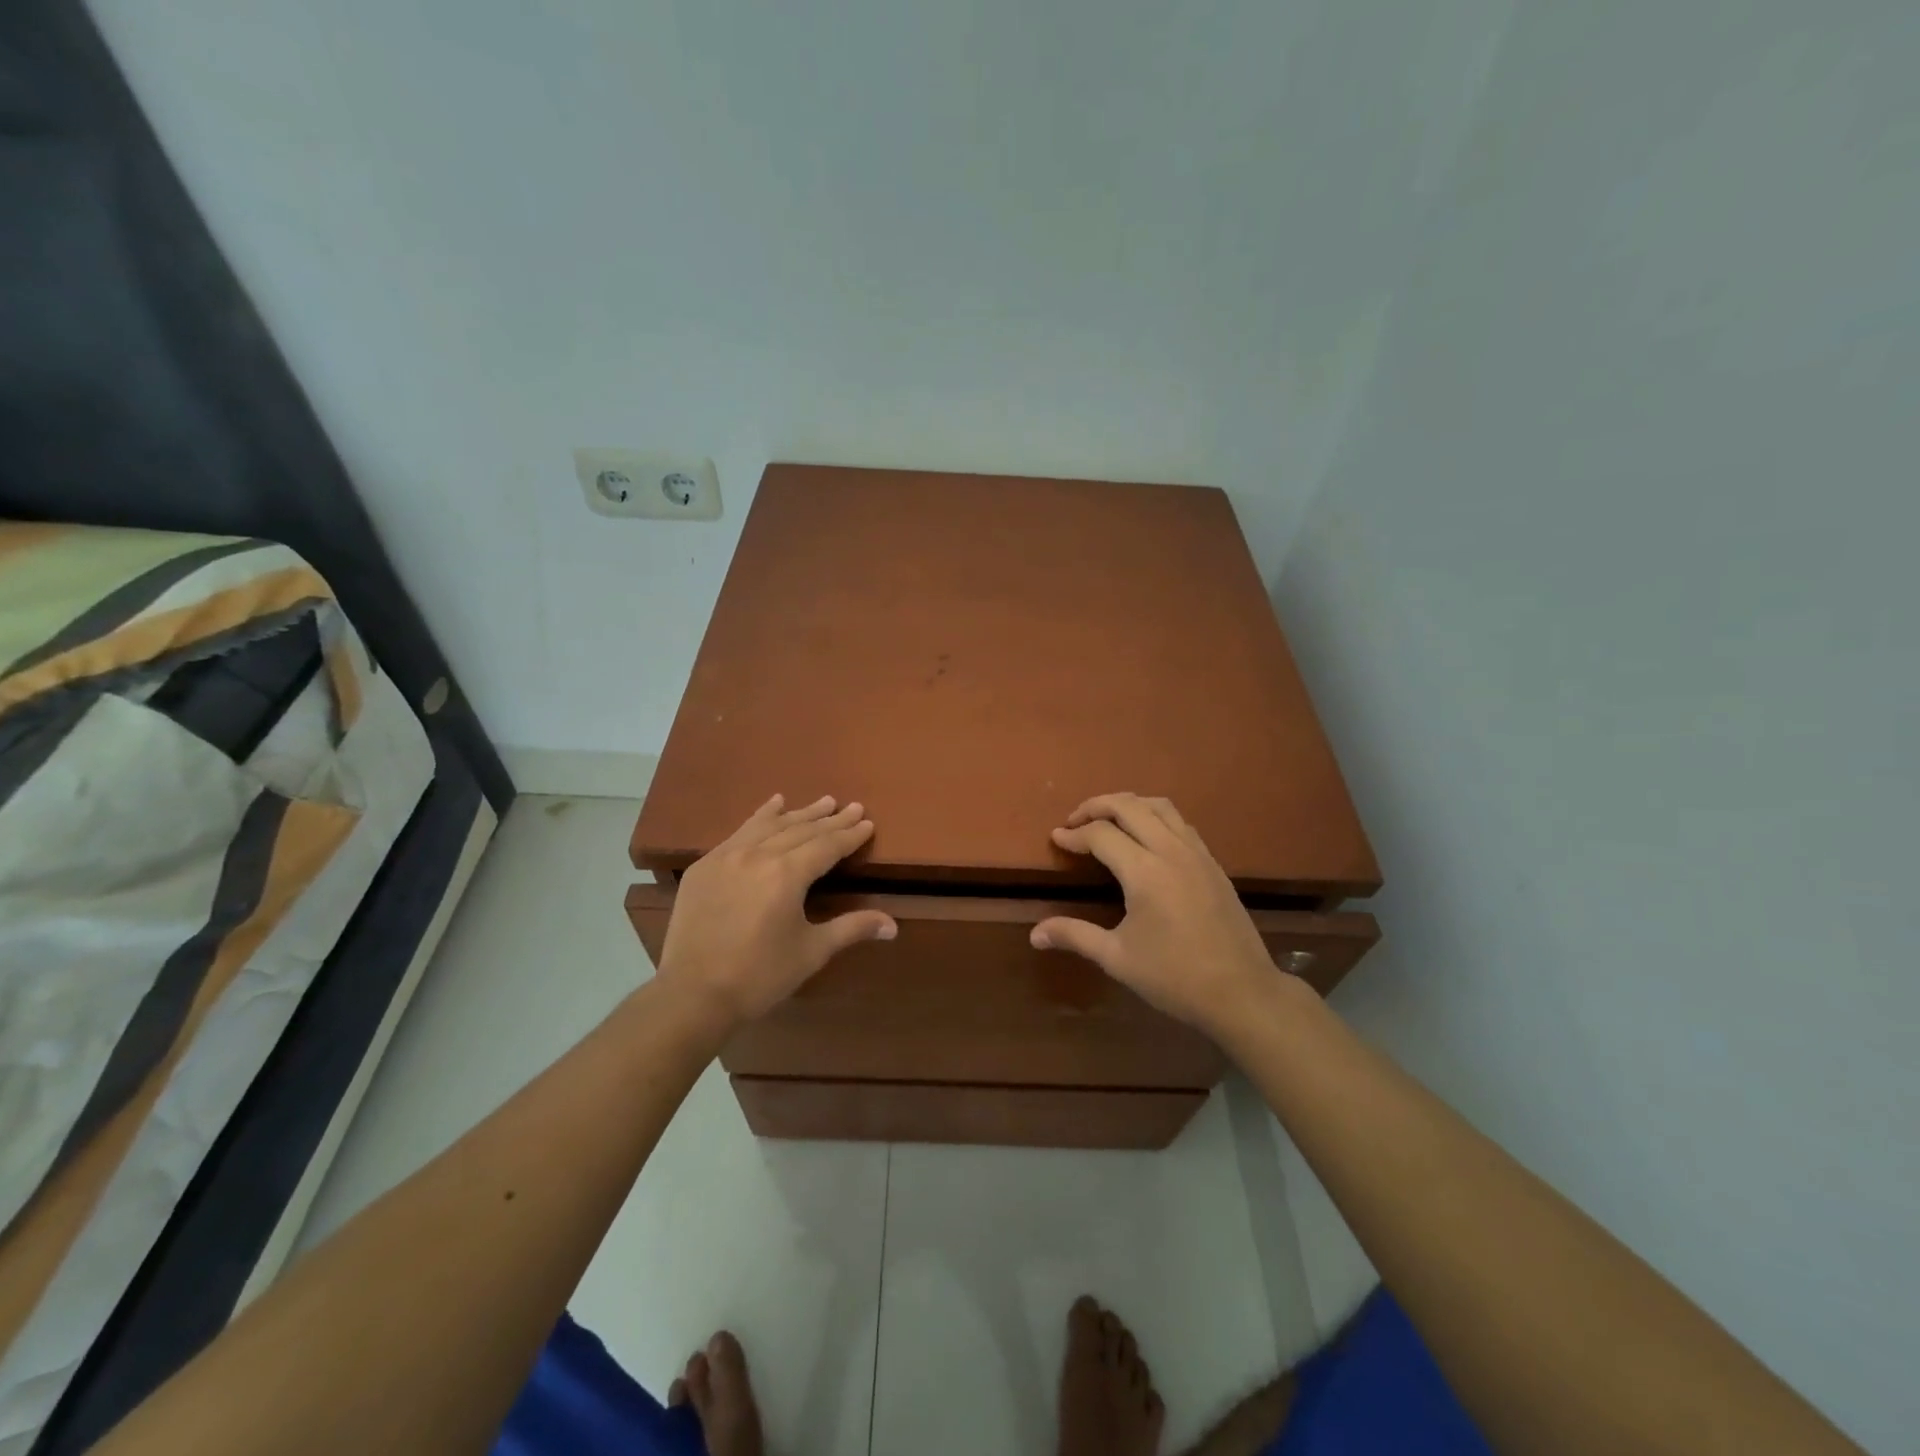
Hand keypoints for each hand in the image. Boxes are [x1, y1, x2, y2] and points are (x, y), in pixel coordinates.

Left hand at [657, 795, 896, 1026]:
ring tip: (823, 801)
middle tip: (852, 807)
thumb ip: (852, 928)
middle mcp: (758, 855)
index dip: (849, 835)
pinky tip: (773, 804)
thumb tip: (893, 925)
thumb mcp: (812, 951)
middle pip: (802, 830)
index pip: (826, 846)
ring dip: (800, 813)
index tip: (867, 822)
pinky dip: (761, 817)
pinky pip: (739, 832)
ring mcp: (727, 856)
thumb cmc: (760, 975)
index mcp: (787, 875)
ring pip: (771, 825)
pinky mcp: (705, 866)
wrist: (693, 994)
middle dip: (830, 819)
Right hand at [1032, 793, 1280, 1036]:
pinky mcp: (1213, 863)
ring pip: (1159, 805)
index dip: (1074, 834)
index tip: (1056, 837)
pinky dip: (1155, 817)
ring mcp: (1197, 853)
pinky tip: (1146, 838)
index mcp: (1144, 871)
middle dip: (1097, 806)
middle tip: (1075, 820)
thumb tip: (1034, 934)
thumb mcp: (1117, 958)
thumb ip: (1075, 936)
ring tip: (1108, 820)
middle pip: (1129, 805)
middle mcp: (1171, 851)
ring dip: (1129, 804)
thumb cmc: (1175, 977)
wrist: (1242, 992)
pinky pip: (1180, 822)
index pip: (1101, 834)